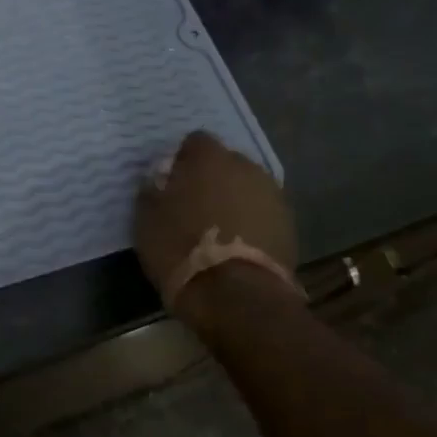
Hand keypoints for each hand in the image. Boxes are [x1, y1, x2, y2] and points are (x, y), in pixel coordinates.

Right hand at [135, 131, 297, 323]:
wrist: (236, 295)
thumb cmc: (181, 249)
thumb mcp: (147, 219)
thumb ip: (153, 190)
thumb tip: (160, 178)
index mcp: (209, 159)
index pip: (195, 142)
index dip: (182, 160)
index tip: (171, 182)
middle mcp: (245, 167)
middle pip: (225, 163)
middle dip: (211, 178)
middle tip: (194, 206)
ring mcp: (272, 195)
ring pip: (247, 188)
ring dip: (233, 200)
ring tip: (218, 229)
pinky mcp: (289, 224)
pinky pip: (262, 213)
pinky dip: (251, 222)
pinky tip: (237, 245)